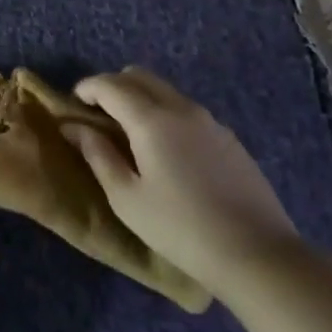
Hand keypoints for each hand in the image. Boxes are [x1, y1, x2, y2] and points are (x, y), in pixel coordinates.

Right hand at [60, 67, 299, 294]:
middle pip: (140, 77)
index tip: (73, 104)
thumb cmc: (179, 228)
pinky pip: (188, 111)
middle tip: (98, 115)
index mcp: (151, 120)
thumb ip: (97, 155)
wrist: (257, 254)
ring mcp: (210, 121)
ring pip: (166, 91)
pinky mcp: (229, 139)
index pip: (110, 85)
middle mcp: (181, 109)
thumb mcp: (126, 197)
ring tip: (131, 134)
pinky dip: (166, 115)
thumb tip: (73, 127)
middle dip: (113, 87)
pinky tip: (167, 152)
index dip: (87, 88)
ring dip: (141, 99)